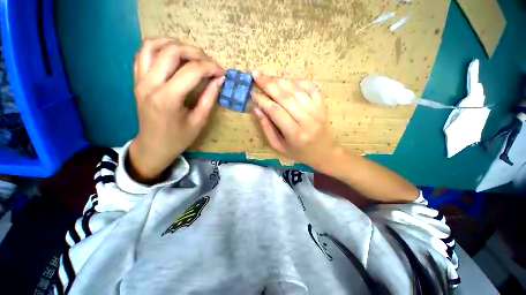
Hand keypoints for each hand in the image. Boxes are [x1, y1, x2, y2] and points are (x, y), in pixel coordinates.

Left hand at [129, 37, 224, 182]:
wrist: (153, 146)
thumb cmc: (179, 138)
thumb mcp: (199, 121)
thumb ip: (210, 98)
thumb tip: (220, 80)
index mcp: (168, 98)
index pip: (192, 71)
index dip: (211, 68)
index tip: (222, 73)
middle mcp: (150, 84)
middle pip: (172, 51)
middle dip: (196, 53)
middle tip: (209, 64)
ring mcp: (140, 80)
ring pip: (153, 45)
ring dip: (175, 44)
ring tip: (191, 54)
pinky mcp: (137, 80)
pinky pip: (143, 53)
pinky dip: (158, 47)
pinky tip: (172, 55)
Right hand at [252, 70, 339, 169]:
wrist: (324, 153)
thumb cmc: (299, 153)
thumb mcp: (279, 147)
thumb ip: (267, 129)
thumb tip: (257, 109)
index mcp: (295, 134)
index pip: (275, 111)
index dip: (262, 100)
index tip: (252, 93)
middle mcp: (307, 120)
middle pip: (285, 97)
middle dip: (268, 83)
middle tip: (256, 74)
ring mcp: (317, 111)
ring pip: (297, 89)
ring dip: (281, 80)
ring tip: (268, 76)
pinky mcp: (322, 106)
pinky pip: (311, 87)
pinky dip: (298, 81)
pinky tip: (288, 80)